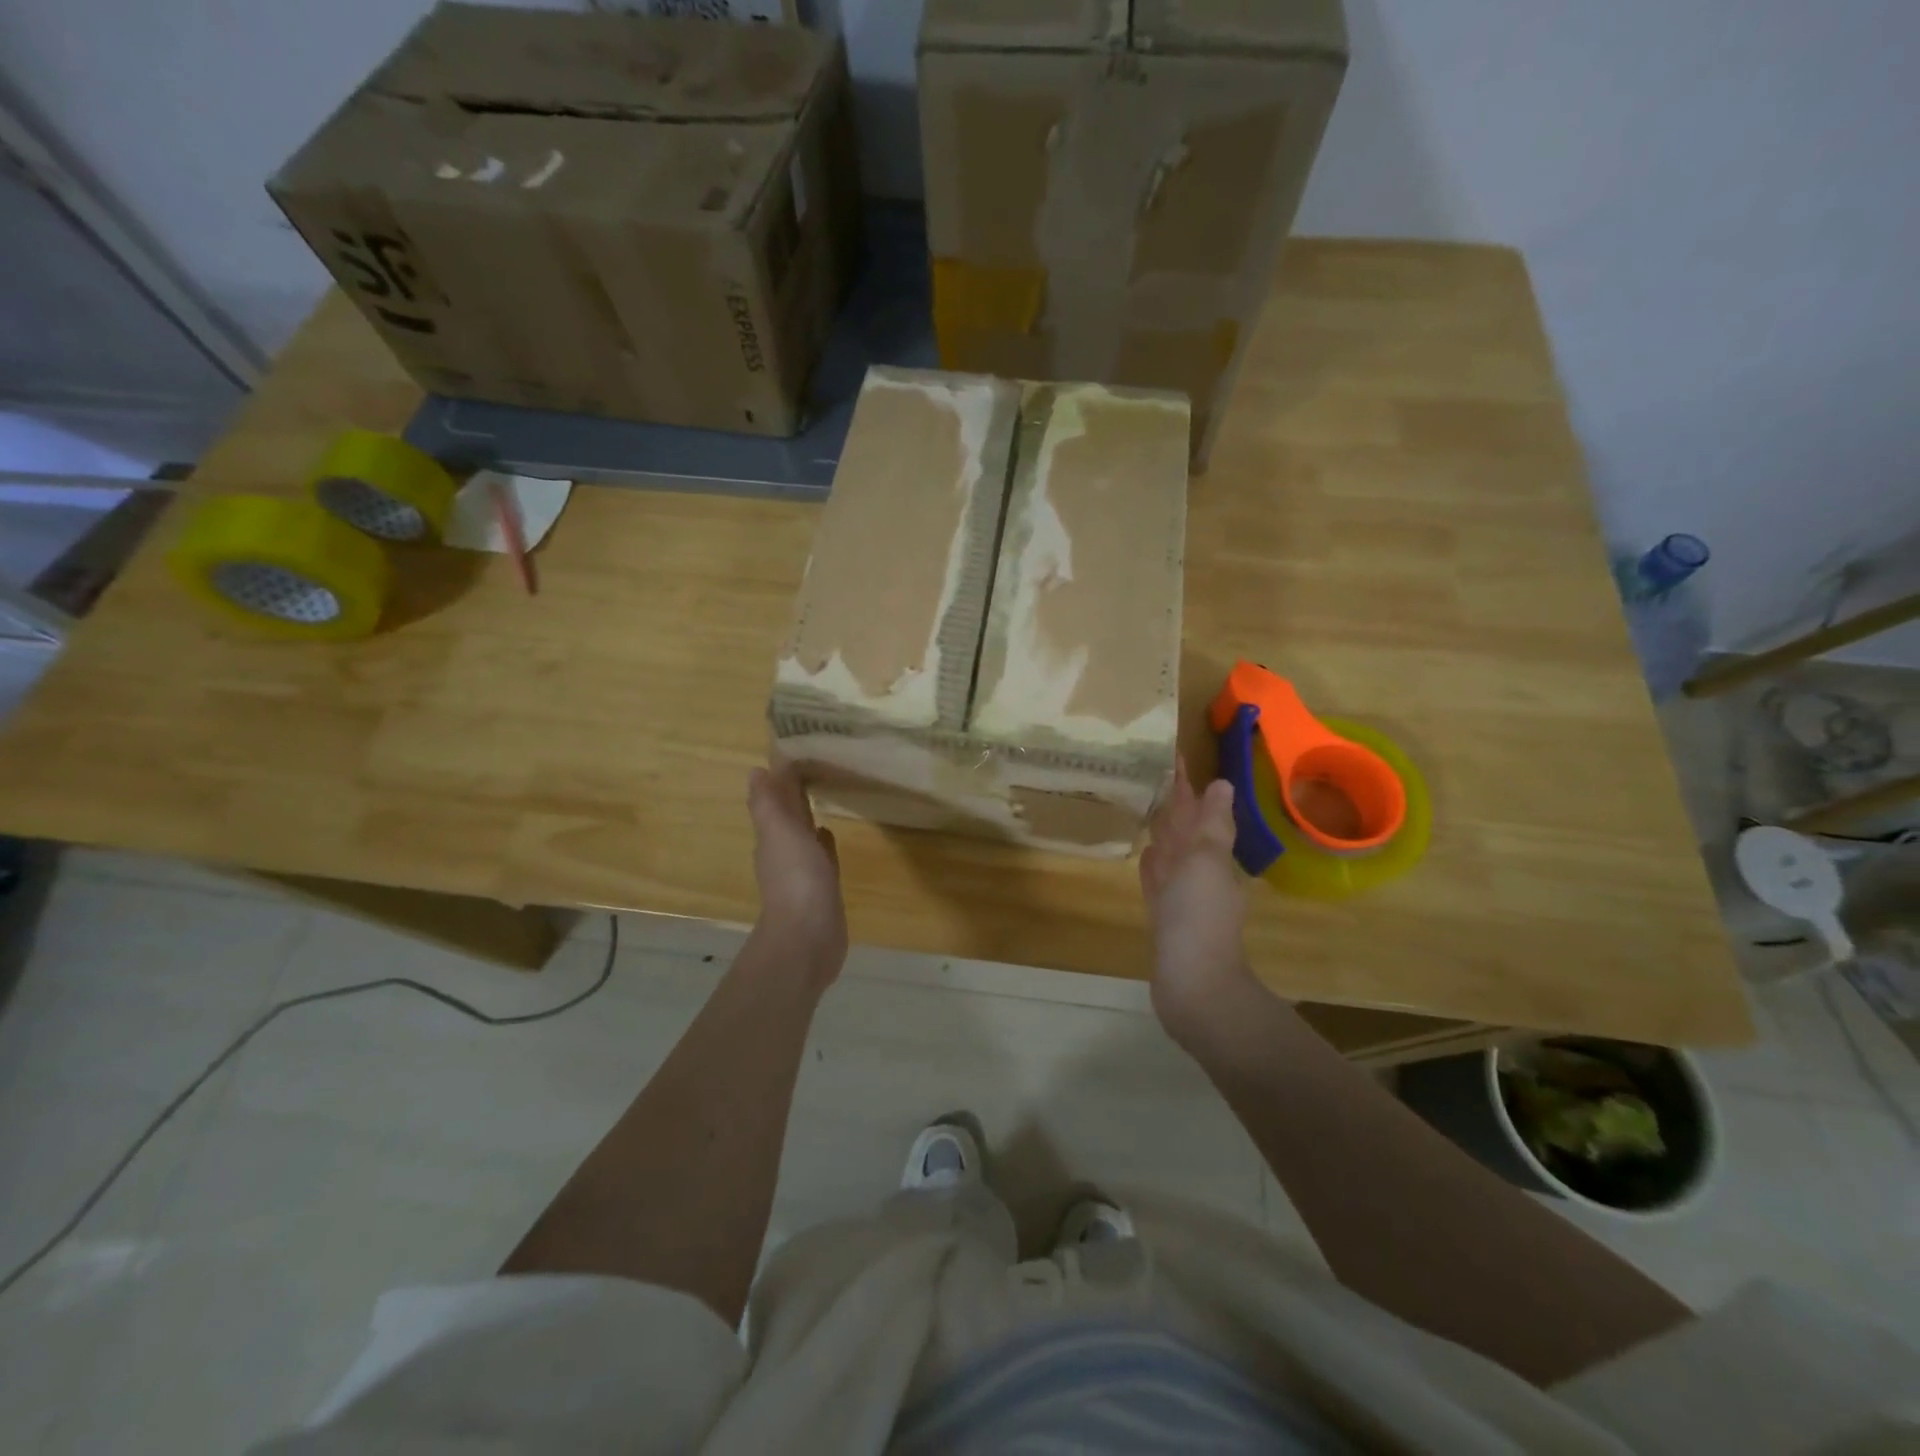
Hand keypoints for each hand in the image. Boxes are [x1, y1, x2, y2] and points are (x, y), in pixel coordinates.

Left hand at [747, 763, 847, 982]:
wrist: (809, 936)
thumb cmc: (796, 878)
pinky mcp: (822, 887)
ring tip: (822, 796)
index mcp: (771, 837)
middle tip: (812, 767)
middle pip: (787, 817)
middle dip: (794, 795)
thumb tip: (755, 771)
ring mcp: (803, 871)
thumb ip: (768, 803)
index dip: (781, 780)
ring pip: (804, 836)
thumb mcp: (779, 833)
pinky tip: (829, 836)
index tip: (796, 753)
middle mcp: (783, 852)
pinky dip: (823, 844)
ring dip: (808, 819)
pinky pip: (821, 857)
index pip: (774, 801)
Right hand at [1139, 758, 1254, 1034]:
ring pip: (1171, 854)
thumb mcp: (1207, 861)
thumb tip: (1222, 784)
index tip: (1173, 756)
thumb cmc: (1199, 916)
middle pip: (1184, 831)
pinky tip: (1144, 854)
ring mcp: (1181, 897)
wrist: (1193, 984)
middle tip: (1152, 774)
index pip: (1198, 811)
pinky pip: (1158, 882)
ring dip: (1162, 832)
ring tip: (1146, 807)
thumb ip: (1211, 825)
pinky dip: (1153, 866)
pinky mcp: (1164, 918)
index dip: (1187, 785)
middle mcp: (1200, 873)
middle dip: (1174, 804)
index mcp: (1213, 856)